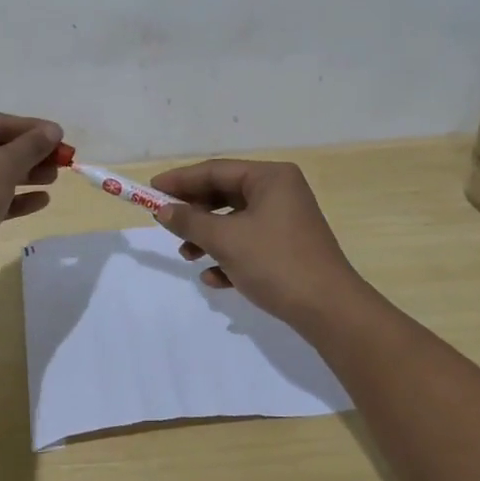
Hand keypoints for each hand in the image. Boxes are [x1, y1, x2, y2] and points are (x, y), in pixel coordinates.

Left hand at [0, 114, 63, 257]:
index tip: (63, 138)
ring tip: (53, 180)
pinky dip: (11, 197)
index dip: (34, 130)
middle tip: (62, 163)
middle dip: (31, 155)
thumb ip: (31, 146)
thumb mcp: (3, 166)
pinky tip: (40, 202)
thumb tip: (53, 130)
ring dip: (24, 175)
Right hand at [150, 158, 366, 325]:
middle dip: (195, 213)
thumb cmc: (276, 263)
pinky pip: (250, 243)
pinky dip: (229, 256)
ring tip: (187, 256)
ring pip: (235, 221)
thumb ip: (190, 222)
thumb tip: (162, 210)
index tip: (151, 190)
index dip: (180, 180)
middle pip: (225, 194)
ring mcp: (286, 221)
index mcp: (271, 178)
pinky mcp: (288, 248)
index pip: (216, 170)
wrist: (329, 310)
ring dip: (208, 237)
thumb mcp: (226, 240)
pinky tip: (214, 278)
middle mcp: (281, 192)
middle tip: (166, 225)